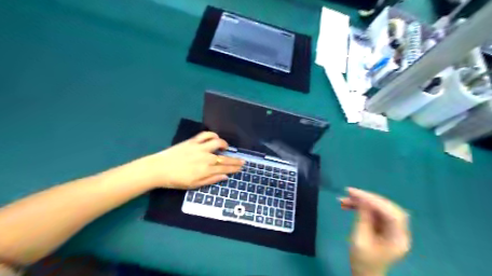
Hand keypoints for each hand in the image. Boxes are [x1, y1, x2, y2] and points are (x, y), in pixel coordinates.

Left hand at [140, 132, 243, 189]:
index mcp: (206, 169)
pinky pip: (205, 135)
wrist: (159, 169)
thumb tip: (225, 176)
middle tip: (242, 160)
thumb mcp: (194, 185)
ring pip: (217, 143)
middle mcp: (206, 157)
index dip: (234, 167)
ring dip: (224, 144)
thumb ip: (211, 180)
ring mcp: (199, 148)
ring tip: (226, 147)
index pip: (225, 168)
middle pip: (224, 158)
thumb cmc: (176, 180)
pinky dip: (212, 135)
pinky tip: (214, 138)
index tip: (241, 167)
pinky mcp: (192, 141)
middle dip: (235, 160)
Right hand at [341, 188, 409, 275]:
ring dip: (362, 202)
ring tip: (344, 200)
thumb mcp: (359, 240)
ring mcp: (392, 228)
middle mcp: (399, 231)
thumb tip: (363, 200)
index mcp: (397, 238)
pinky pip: (374, 212)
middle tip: (349, 193)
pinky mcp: (384, 227)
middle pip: (387, 207)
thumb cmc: (362, 261)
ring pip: (379, 208)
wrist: (365, 274)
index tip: (354, 193)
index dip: (374, 201)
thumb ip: (363, 219)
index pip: (391, 213)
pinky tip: (348, 205)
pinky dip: (362, 207)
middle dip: (368, 198)